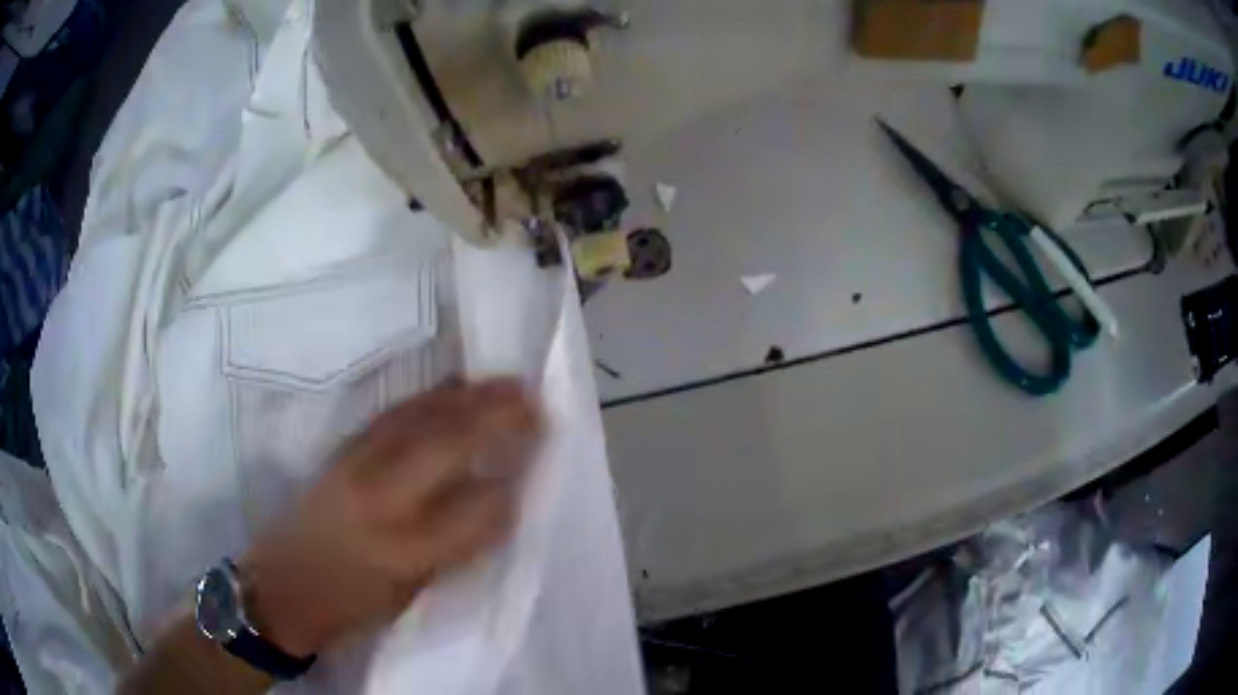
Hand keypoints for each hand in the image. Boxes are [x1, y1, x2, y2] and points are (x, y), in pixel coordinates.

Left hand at [237, 378, 543, 657]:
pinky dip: (429, 399)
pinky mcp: (342, 453)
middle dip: (496, 419)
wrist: (282, 586)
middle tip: (533, 400)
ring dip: (466, 398)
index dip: (510, 488)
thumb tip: (492, 505)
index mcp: (405, 551)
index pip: (475, 510)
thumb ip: (453, 547)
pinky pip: (393, 415)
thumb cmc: (351, 607)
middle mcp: (382, 501)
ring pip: (420, 419)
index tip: (536, 466)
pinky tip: (451, 390)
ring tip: (503, 385)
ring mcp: (357, 468)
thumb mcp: (411, 593)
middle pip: (447, 446)